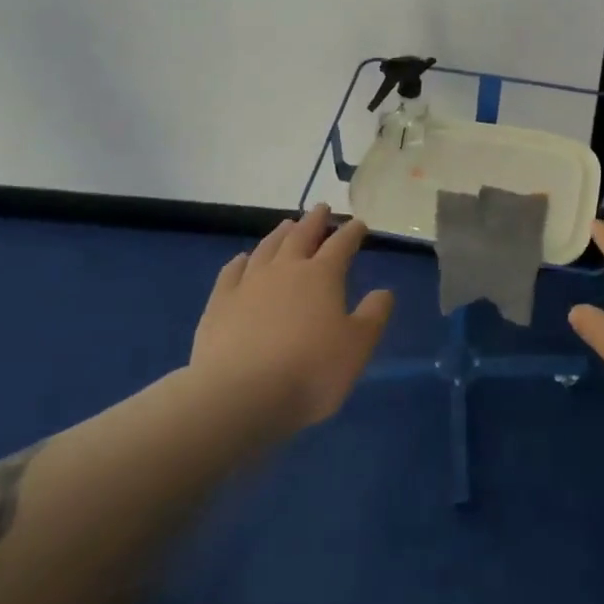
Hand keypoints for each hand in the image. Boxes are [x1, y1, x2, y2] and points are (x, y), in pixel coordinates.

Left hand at [191, 205, 394, 433]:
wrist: (239, 395)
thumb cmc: (310, 371)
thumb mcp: (357, 347)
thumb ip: (373, 315)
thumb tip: (384, 291)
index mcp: (322, 276)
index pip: (342, 244)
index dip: (352, 232)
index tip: (359, 224)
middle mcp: (285, 269)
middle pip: (302, 236)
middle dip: (315, 221)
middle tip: (321, 208)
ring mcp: (248, 284)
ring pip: (267, 248)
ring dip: (280, 234)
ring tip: (287, 224)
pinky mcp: (219, 303)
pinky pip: (231, 272)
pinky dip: (240, 261)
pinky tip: (242, 259)